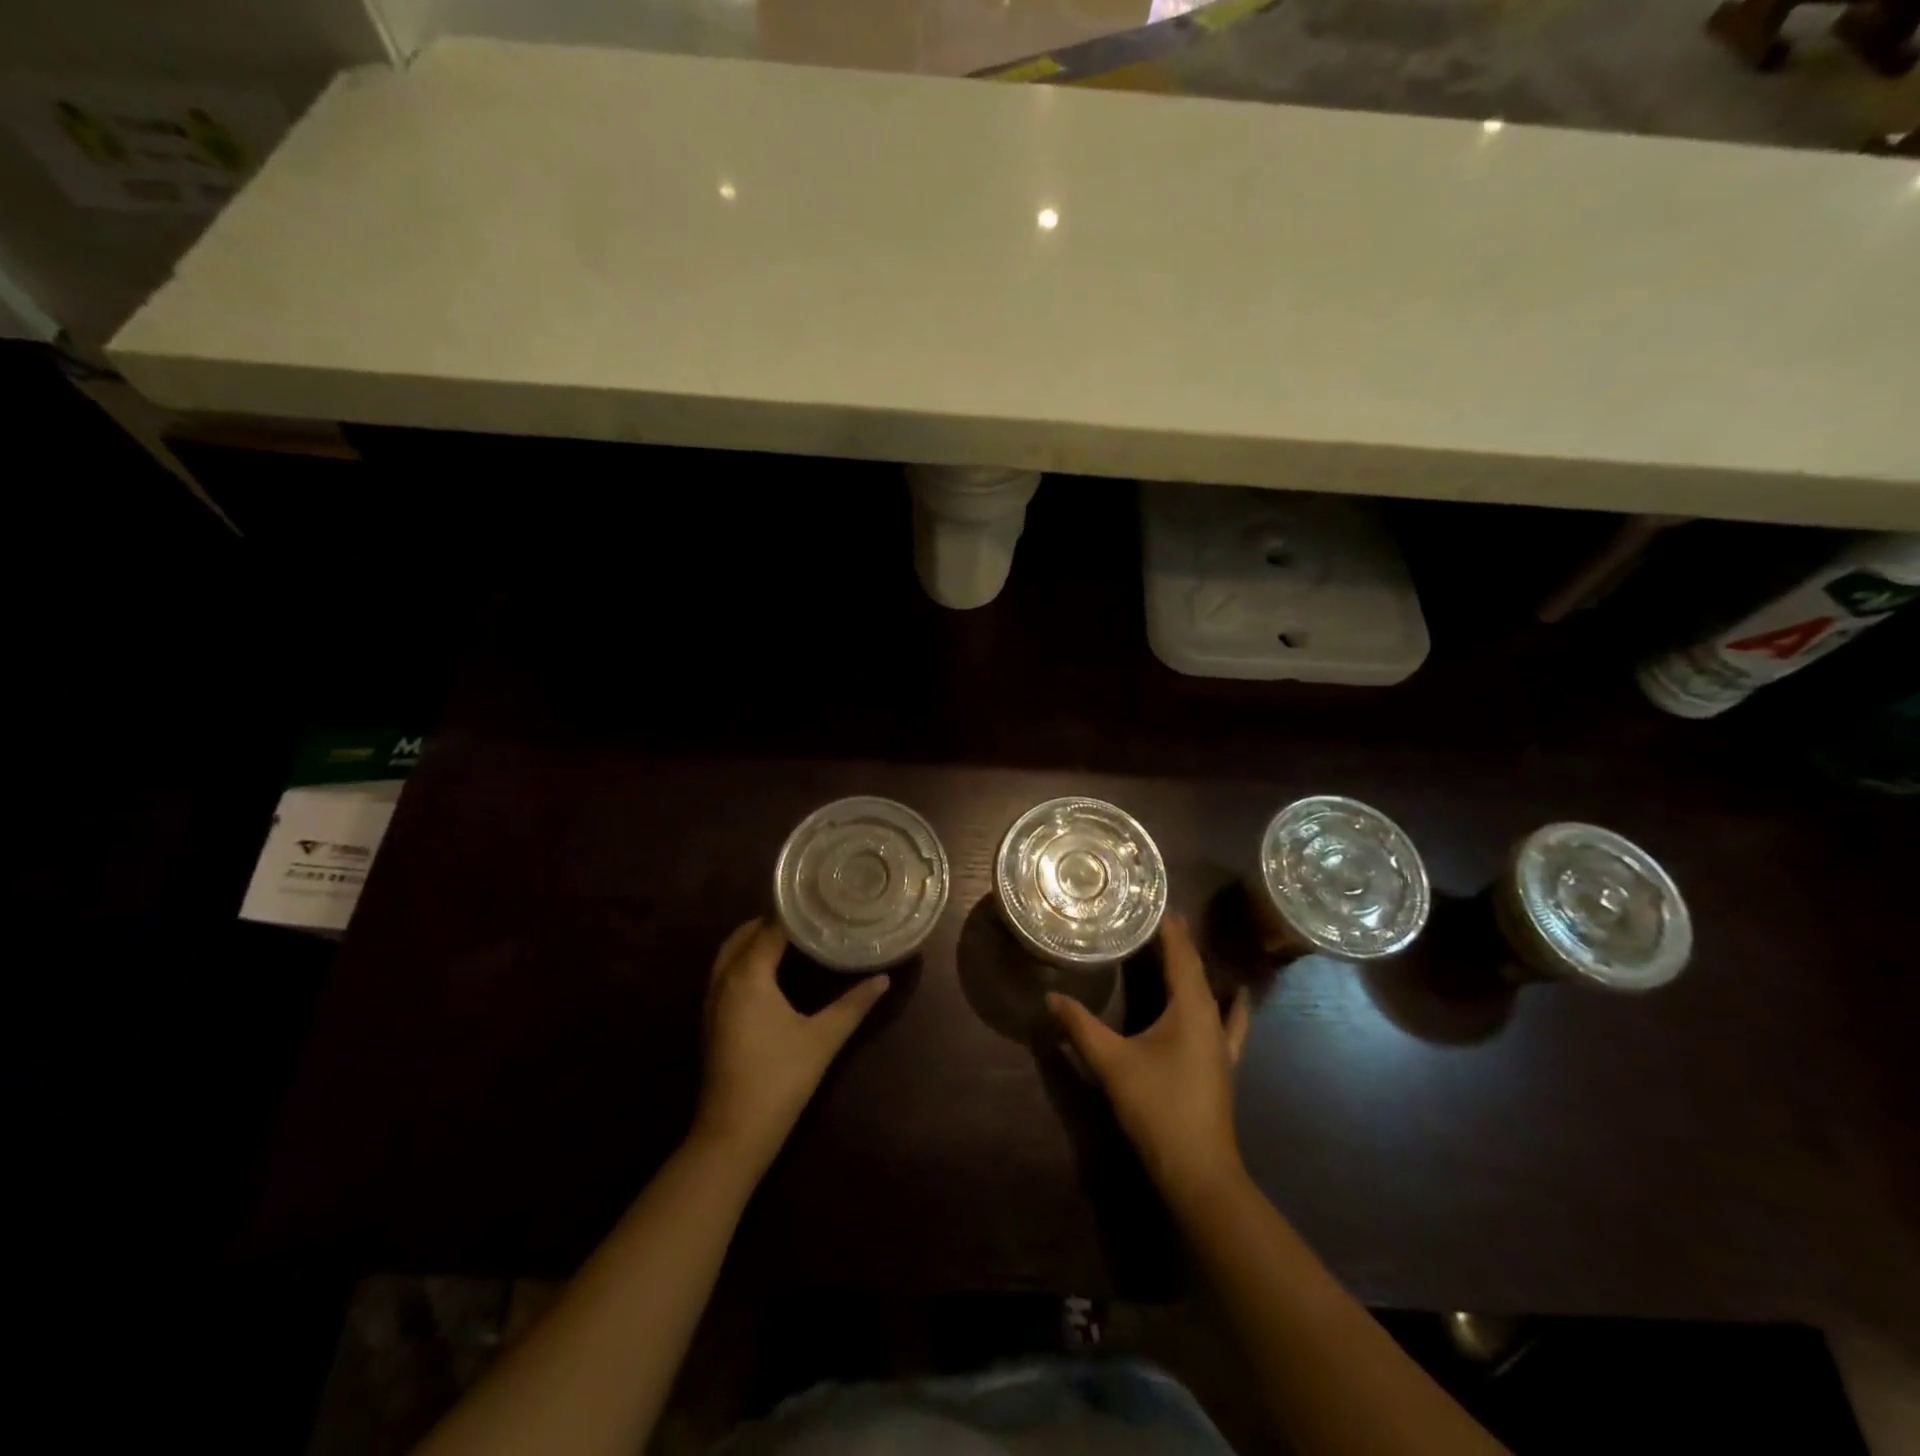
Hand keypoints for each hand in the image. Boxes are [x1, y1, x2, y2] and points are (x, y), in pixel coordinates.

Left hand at [692, 918, 889, 1175]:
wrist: (733, 1133)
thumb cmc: (780, 1078)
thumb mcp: (823, 1038)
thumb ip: (853, 1004)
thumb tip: (883, 978)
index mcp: (747, 975)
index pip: (769, 928)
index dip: (793, 911)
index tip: (819, 897)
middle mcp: (724, 980)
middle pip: (743, 935)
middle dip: (771, 920)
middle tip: (809, 914)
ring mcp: (713, 1001)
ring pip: (730, 954)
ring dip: (755, 939)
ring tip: (793, 935)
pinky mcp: (713, 1020)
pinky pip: (726, 972)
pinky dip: (745, 959)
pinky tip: (773, 971)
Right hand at [1048, 915, 1250, 1198]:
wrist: (1197, 1169)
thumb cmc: (1156, 1106)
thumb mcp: (1111, 1063)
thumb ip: (1080, 1027)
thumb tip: (1050, 997)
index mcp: (1191, 1009)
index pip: (1182, 957)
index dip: (1170, 931)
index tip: (1157, 904)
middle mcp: (1212, 1018)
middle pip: (1197, 971)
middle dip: (1179, 946)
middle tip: (1157, 923)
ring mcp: (1222, 1044)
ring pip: (1212, 994)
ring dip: (1197, 971)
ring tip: (1182, 952)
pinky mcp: (1223, 1064)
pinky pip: (1228, 1021)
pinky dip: (1229, 1004)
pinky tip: (1234, 999)